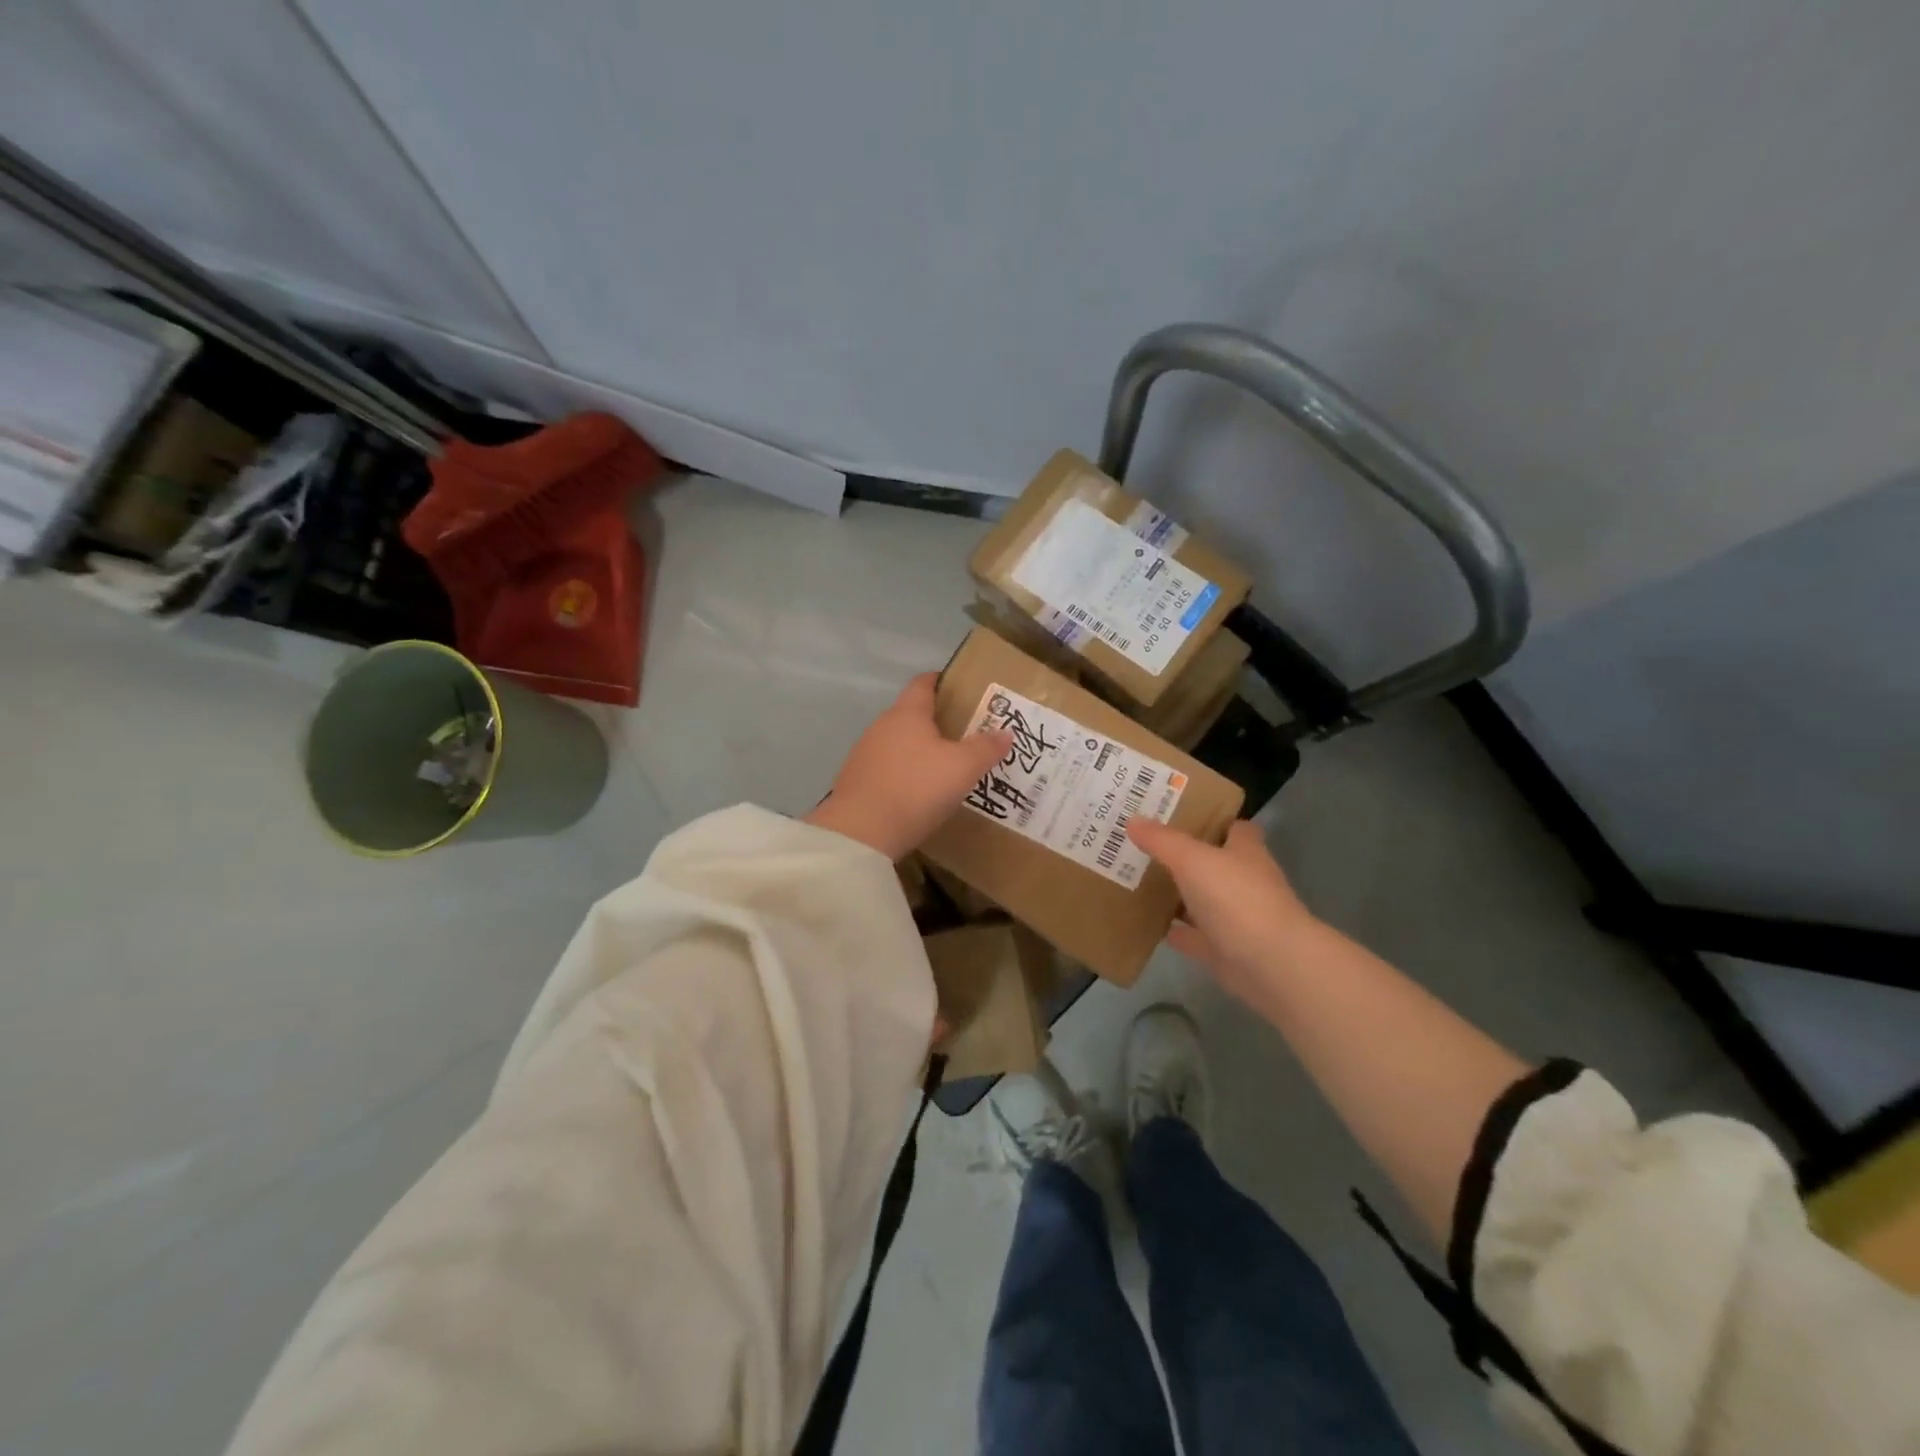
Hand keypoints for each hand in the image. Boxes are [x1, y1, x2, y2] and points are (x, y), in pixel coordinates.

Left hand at [805, 673, 1012, 860]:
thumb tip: (1005, 732)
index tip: (964, 689)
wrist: (860, 834)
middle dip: (938, 721)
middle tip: (967, 734)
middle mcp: (882, 726)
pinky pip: (888, 769)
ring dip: (921, 751)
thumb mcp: (962, 768)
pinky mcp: (856, 782)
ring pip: (899, 743)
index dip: (943, 681)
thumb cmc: (916, 788)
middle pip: (912, 714)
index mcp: (907, 713)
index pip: (923, 683)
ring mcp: (865, 754)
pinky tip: (920, 793)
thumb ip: (985, 748)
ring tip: (947, 767)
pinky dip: (906, 774)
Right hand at [1127, 818, 1317, 999]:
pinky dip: (1176, 932)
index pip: (1233, 827)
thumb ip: (1162, 840)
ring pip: (1202, 900)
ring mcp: (1237, 918)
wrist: (1271, 964)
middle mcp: (1245, 881)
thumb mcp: (1192, 859)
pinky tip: (1150, 925)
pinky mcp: (1227, 950)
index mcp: (1245, 852)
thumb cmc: (1236, 898)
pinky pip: (1195, 936)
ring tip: (1138, 881)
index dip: (1210, 819)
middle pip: (1213, 863)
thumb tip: (1132, 819)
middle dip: (1183, 856)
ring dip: (1178, 895)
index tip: (1176, 815)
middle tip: (1143, 845)